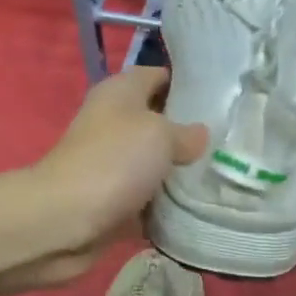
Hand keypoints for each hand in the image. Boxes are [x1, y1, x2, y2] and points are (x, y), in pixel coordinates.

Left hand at [22, 66, 206, 283]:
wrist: (66, 220)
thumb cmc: (113, 162)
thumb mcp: (160, 135)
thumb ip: (186, 133)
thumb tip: (200, 136)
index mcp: (120, 93)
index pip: (158, 76)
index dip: (188, 83)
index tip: (221, 99)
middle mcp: (113, 124)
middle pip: (159, 123)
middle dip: (191, 134)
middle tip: (230, 142)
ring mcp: (113, 165)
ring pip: (157, 165)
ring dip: (182, 173)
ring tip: (224, 176)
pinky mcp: (115, 201)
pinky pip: (151, 201)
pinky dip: (169, 206)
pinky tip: (201, 209)